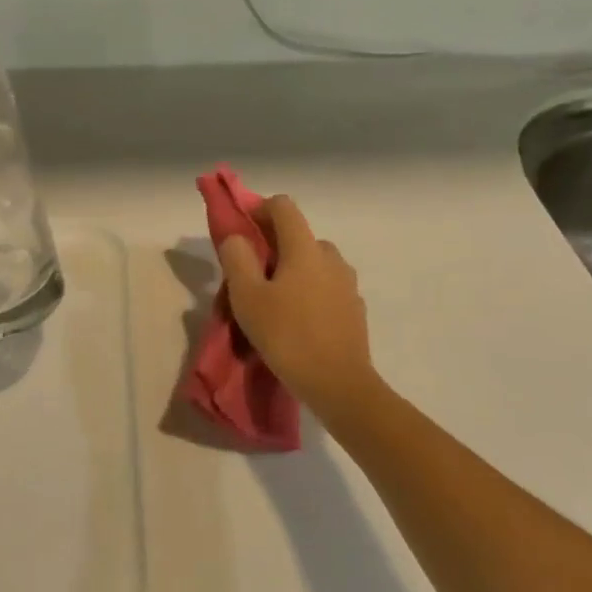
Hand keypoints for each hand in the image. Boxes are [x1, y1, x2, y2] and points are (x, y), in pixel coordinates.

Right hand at [218, 195, 382, 419]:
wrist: (339, 384)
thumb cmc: (287, 336)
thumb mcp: (247, 297)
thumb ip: (237, 258)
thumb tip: (236, 237)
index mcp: (304, 248)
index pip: (283, 206)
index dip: (259, 210)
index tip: (242, 233)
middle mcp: (330, 258)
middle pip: (298, 236)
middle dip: (273, 247)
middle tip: (251, 276)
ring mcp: (347, 283)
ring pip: (313, 263)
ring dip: (292, 271)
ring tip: (273, 303)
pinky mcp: (354, 309)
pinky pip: (326, 287)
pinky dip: (308, 292)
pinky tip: (296, 322)